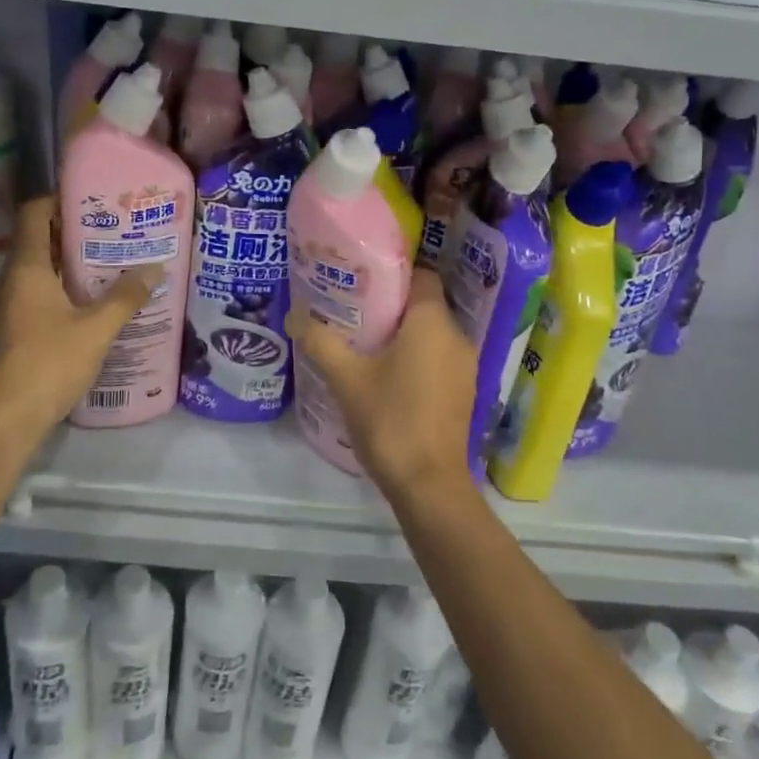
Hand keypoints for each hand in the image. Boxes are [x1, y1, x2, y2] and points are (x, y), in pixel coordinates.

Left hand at [0, 197, 163, 437]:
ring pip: (39, 272)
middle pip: (38, 242)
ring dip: (69, 265)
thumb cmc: (50, 362)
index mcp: (26, 269)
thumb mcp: (97, 329)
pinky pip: (38, 296)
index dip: (58, 199)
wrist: (7, 419)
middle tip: (112, 231)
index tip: (91, 197)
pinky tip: (91, 304)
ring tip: (109, 264)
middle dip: (73, 233)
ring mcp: (7, 308)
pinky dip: (62, 291)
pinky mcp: (12, 332)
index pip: (33, 215)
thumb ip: (126, 297)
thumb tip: (155, 268)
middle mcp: (11, 282)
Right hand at [289, 269, 476, 502]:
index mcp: (433, 323)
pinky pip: (439, 358)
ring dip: (404, 334)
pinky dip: (417, 357)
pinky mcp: (463, 392)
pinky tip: (387, 374)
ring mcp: (465, 367)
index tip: (363, 279)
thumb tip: (294, 315)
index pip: (422, 276)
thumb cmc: (390, 420)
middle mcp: (456, 337)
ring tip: (365, 341)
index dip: (394, 273)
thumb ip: (321, 342)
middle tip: (354, 309)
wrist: (428, 485)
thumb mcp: (346, 378)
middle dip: (392, 305)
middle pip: (426, 305)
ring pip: (433, 334)